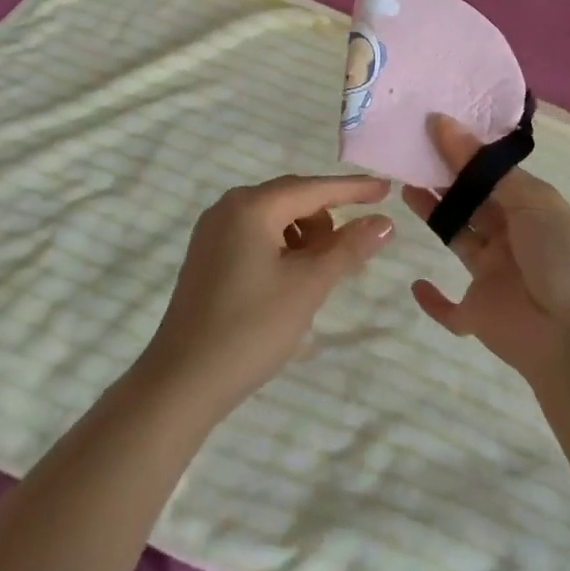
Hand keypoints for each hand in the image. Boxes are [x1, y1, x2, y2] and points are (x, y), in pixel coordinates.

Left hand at [135, 174, 394, 419]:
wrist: (182, 382)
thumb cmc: (251, 328)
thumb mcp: (308, 286)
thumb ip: (348, 248)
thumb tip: (384, 222)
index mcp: (251, 206)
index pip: (314, 188)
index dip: (353, 189)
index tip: (387, 190)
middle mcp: (228, 208)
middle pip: (292, 199)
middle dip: (327, 219)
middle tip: (355, 250)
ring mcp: (213, 232)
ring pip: (275, 219)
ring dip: (305, 237)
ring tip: (320, 276)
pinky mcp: (207, 257)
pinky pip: (256, 236)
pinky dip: (282, 249)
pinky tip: (291, 280)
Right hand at [403, 117, 569, 384]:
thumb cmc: (563, 258)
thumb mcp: (533, 202)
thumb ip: (483, 168)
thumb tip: (444, 123)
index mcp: (532, 209)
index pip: (492, 174)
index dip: (464, 153)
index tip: (430, 127)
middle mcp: (513, 238)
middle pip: (473, 203)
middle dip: (445, 179)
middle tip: (410, 153)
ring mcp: (495, 277)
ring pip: (459, 240)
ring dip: (435, 217)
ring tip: (404, 188)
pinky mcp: (478, 314)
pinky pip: (450, 309)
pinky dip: (433, 300)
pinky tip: (415, 283)